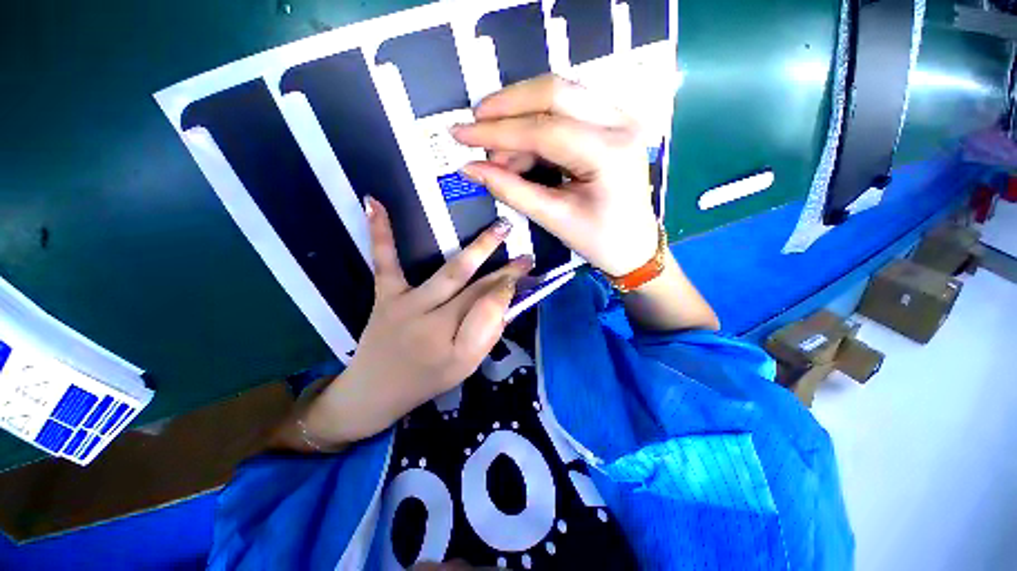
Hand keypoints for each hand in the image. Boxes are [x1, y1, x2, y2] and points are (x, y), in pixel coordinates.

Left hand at [300, 197, 533, 446]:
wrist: (374, 392)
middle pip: (476, 288)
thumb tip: (506, 301)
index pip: (488, 305)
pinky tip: (375, 203)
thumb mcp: (464, 366)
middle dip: (504, 268)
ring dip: (477, 249)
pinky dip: (381, 233)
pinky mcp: (384, 294)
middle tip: (525, 252)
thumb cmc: (426, 380)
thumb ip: (487, 333)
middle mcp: (429, 317)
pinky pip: (384, 262)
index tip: (527, 268)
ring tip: (499, 228)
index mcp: (450, 339)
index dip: (509, 285)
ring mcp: (404, 302)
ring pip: (448, 271)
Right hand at [451, 74, 658, 276]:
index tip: (459, 133)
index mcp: (610, 153)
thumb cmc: (600, 240)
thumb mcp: (554, 219)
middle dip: (507, 106)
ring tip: (498, 156)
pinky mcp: (610, 124)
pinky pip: (565, 111)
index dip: (497, 131)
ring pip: (559, 96)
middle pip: (554, 92)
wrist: (635, 246)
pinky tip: (519, 154)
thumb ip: (511, 190)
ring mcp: (618, 118)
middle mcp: (619, 122)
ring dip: (520, 118)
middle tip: (475, 126)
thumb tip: (470, 169)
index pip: (544, 129)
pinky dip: (535, 128)